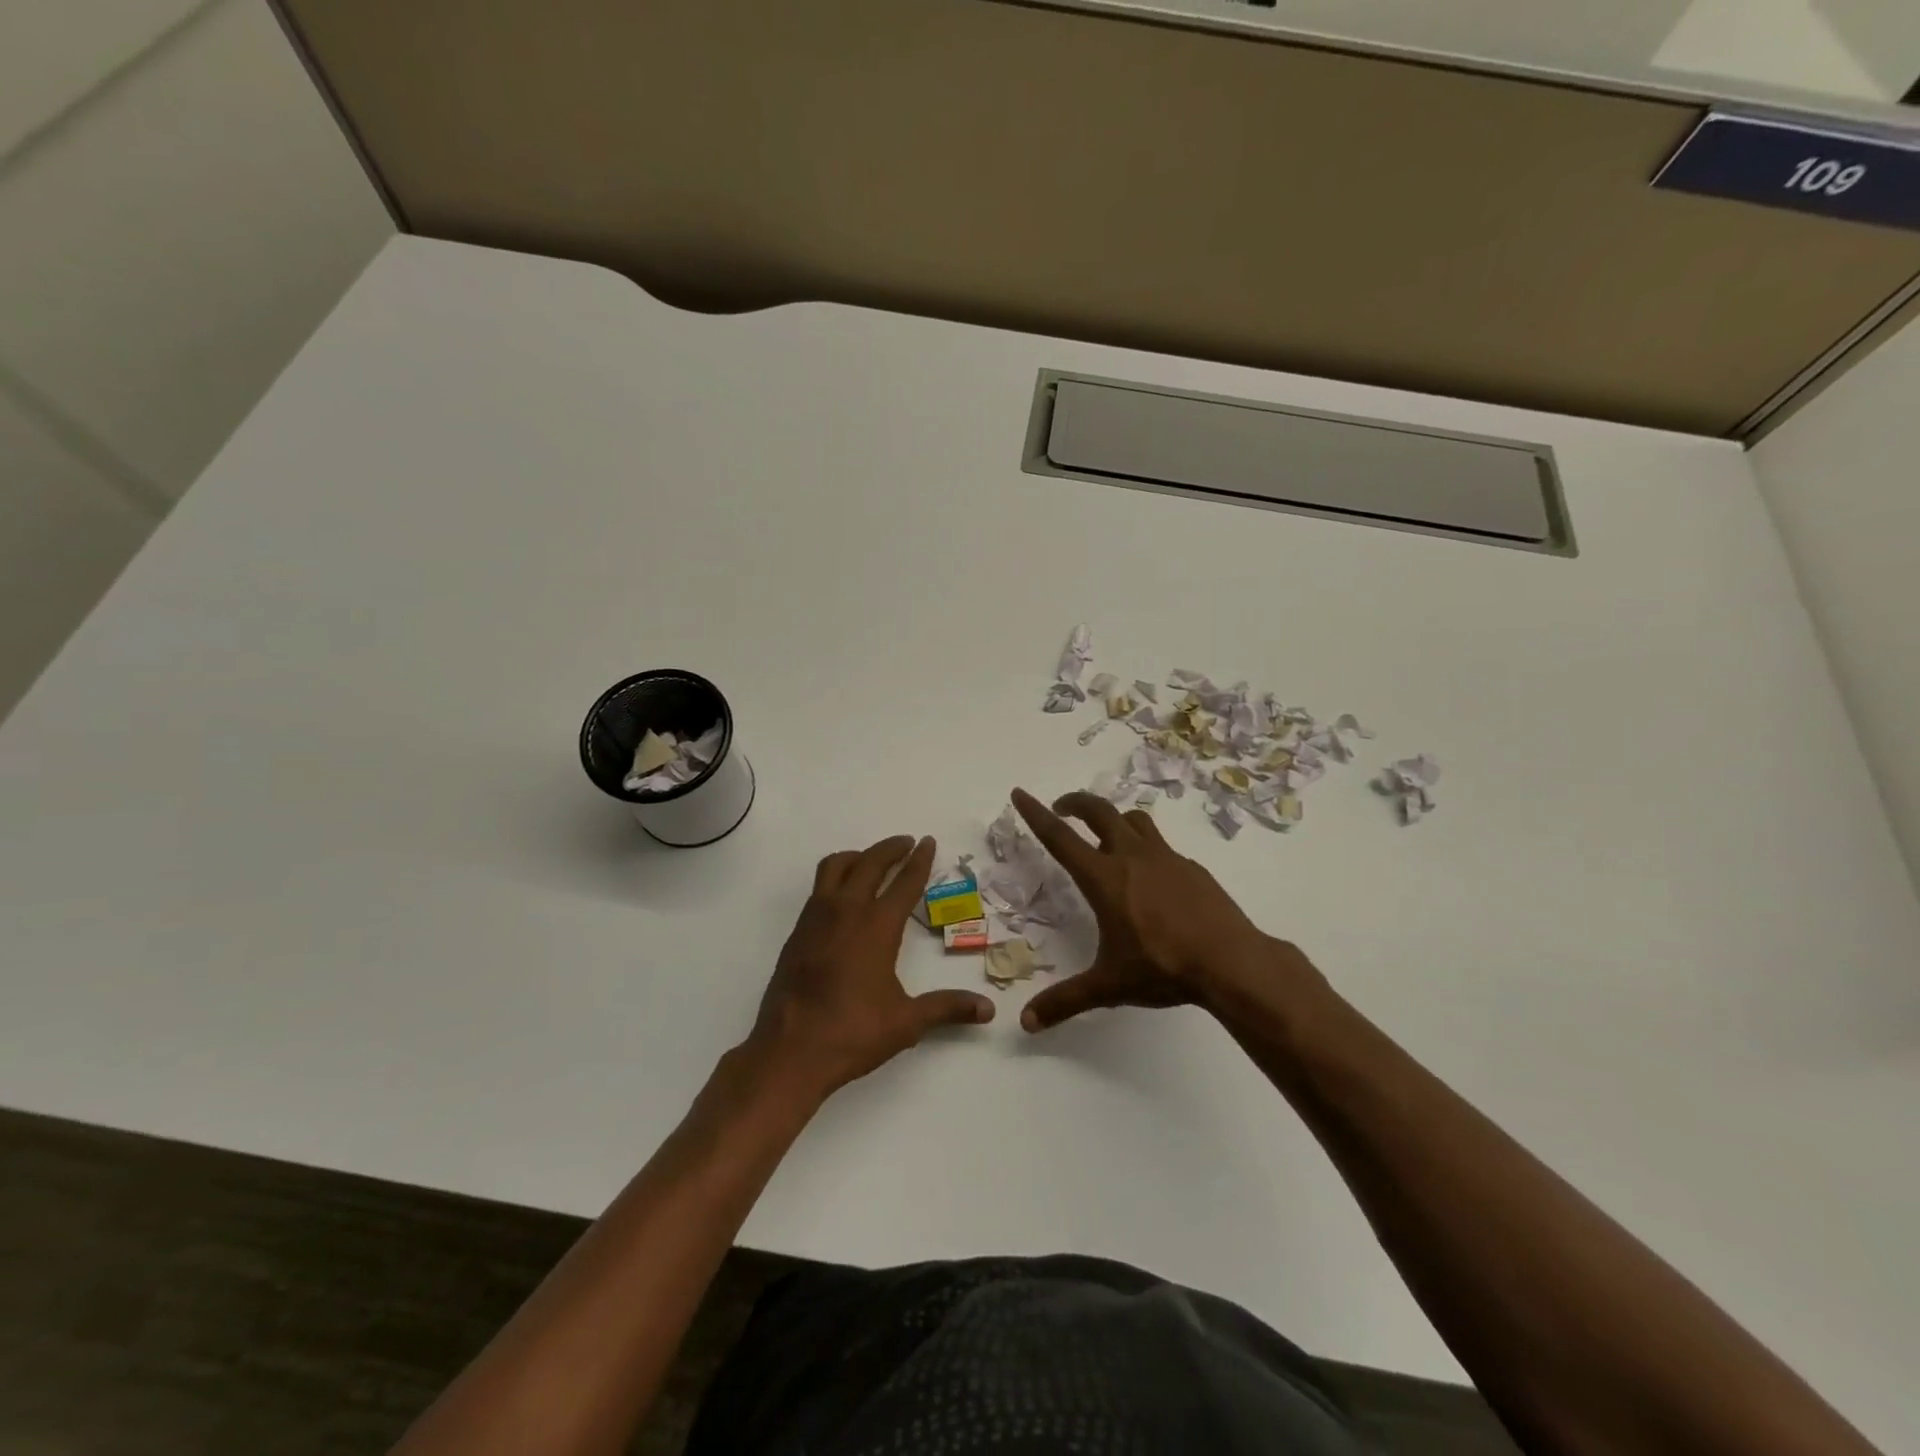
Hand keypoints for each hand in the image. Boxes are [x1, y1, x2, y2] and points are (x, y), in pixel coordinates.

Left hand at [747, 835, 995, 1101]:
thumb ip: (947, 1008)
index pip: (904, 882)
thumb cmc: (852, 1033)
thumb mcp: (906, 1022)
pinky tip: (844, 898)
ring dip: (858, 856)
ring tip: (872, 861)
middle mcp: (845, 911)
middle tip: (906, 843)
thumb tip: (988, 1009)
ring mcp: (816, 919)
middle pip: (869, 863)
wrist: (789, 1052)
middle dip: (890, 849)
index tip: (927, 842)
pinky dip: (836, 878)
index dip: (919, 860)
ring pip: (835, 866)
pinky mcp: (797, 932)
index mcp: (876, 926)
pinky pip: (818, 888)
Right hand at [1010, 787, 1307, 1030]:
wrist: (1231, 962)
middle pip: (1099, 811)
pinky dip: (1147, 850)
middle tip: (1061, 807)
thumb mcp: (1108, 986)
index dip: (1036, 814)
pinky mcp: (1193, 868)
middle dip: (1075, 802)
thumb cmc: (1163, 968)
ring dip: (1113, 818)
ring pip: (1135, 820)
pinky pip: (1163, 848)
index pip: (1060, 837)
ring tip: (1105, 834)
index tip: (1020, 794)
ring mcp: (1167, 858)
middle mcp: (1132, 857)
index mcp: (1104, 878)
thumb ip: (1065, 1001)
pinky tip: (1151, 878)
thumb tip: (1026, 1023)